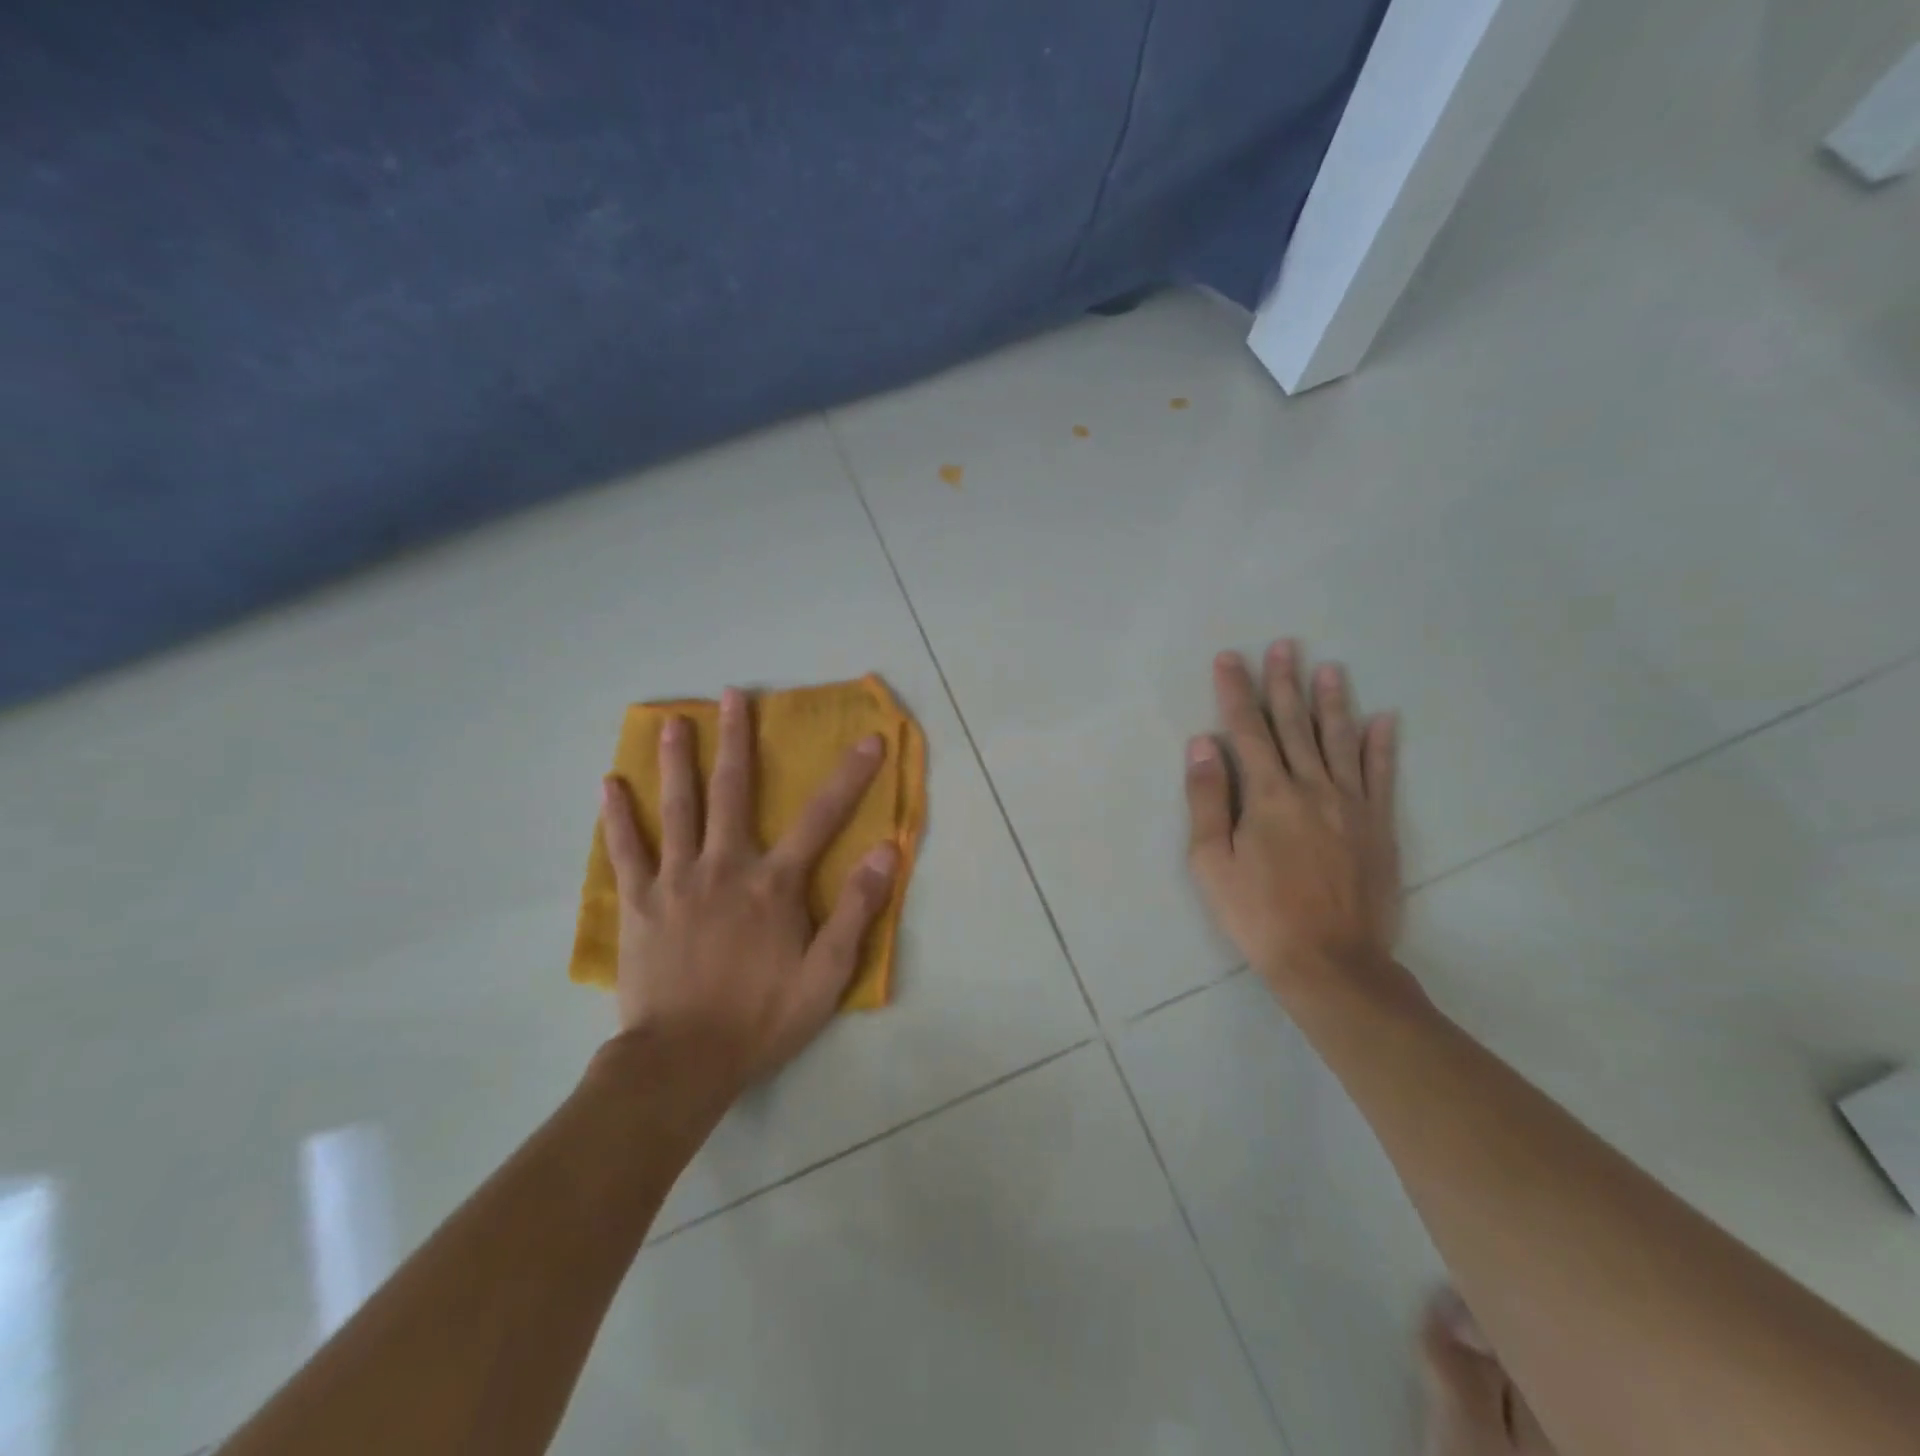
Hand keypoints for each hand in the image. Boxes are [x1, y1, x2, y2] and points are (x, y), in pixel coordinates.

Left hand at [596, 687, 898, 1108]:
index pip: (820, 817)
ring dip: (676, 761)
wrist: (681, 1062)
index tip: (869, 739)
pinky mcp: (639, 903)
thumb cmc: (761, 1018)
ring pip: (676, 808)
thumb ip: (856, 910)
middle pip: (733, 792)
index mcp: (773, 884)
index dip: (849, 776)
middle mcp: (725, 867)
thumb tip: (885, 851)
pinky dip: (618, 817)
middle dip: (736, 739)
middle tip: (732, 695)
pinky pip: (627, 851)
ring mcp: (676, 881)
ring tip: (671, 722)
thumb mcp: (827, 974)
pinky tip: (610, 785)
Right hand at [1185, 640, 1408, 1007]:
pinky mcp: (1379, 826)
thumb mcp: (1213, 863)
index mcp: (1267, 795)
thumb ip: (1207, 799)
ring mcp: (1352, 805)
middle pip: (1294, 725)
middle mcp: (1312, 787)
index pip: (1246, 730)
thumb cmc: (1259, 915)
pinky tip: (1384, 719)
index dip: (1236, 691)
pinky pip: (1382, 775)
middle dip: (1284, 683)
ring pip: (1339, 740)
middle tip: (1284, 645)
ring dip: (1332, 702)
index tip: (1230, 658)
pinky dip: (1382, 746)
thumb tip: (1202, 743)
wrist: (1332, 963)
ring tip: (1330, 668)